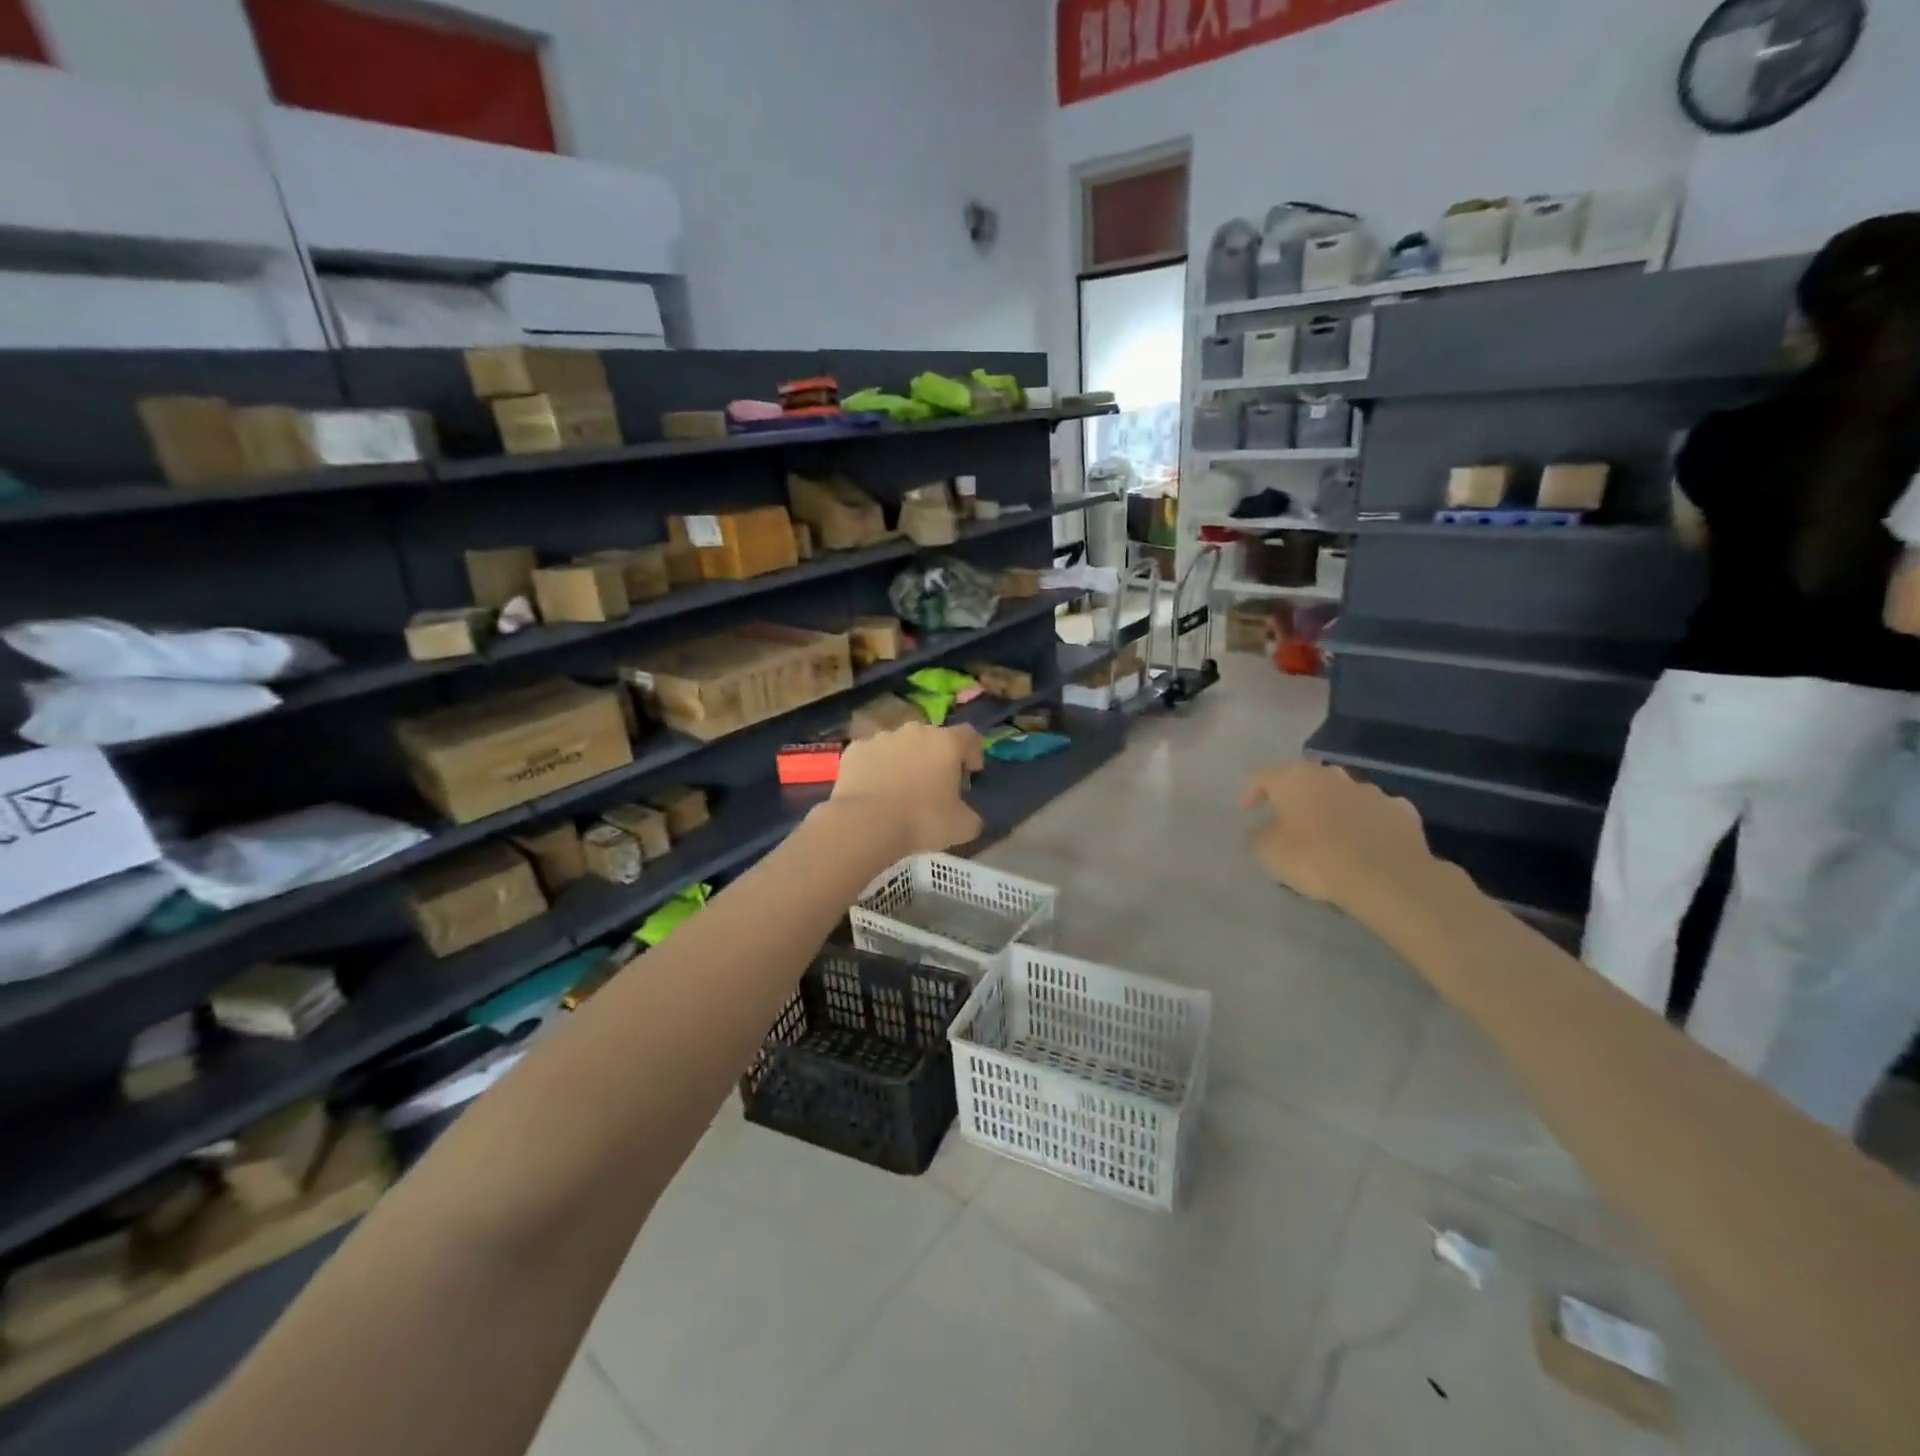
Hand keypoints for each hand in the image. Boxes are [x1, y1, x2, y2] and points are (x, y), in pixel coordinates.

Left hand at [831, 723, 985, 855]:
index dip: (973, 752)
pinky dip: (877, 767)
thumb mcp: (963, 826)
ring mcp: (882, 737)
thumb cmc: (922, 820)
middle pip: (933, 738)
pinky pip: (873, 755)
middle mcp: (915, 731)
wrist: (866, 824)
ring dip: (905, 760)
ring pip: (901, 744)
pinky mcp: (856, 749)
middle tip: (935, 784)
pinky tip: (874, 789)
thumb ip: (971, 815)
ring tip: (901, 788)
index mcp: (946, 743)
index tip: (971, 772)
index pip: (969, 736)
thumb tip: (967, 815)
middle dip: (936, 756)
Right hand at [1242, 763, 1432, 911]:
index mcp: (1295, 778)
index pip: (1263, 775)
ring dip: (1332, 809)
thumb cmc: (1315, 857)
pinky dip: (1366, 824)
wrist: (1386, 877)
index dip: (1252, 791)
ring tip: (1328, 836)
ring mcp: (1371, 791)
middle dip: (1296, 797)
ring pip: (1343, 795)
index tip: (1248, 811)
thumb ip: (1257, 836)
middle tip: (1288, 821)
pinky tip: (1365, 844)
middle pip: (1306, 780)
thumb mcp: (1267, 851)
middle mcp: (1332, 775)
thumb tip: (1260, 830)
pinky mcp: (1402, 811)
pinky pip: (1375, 813)